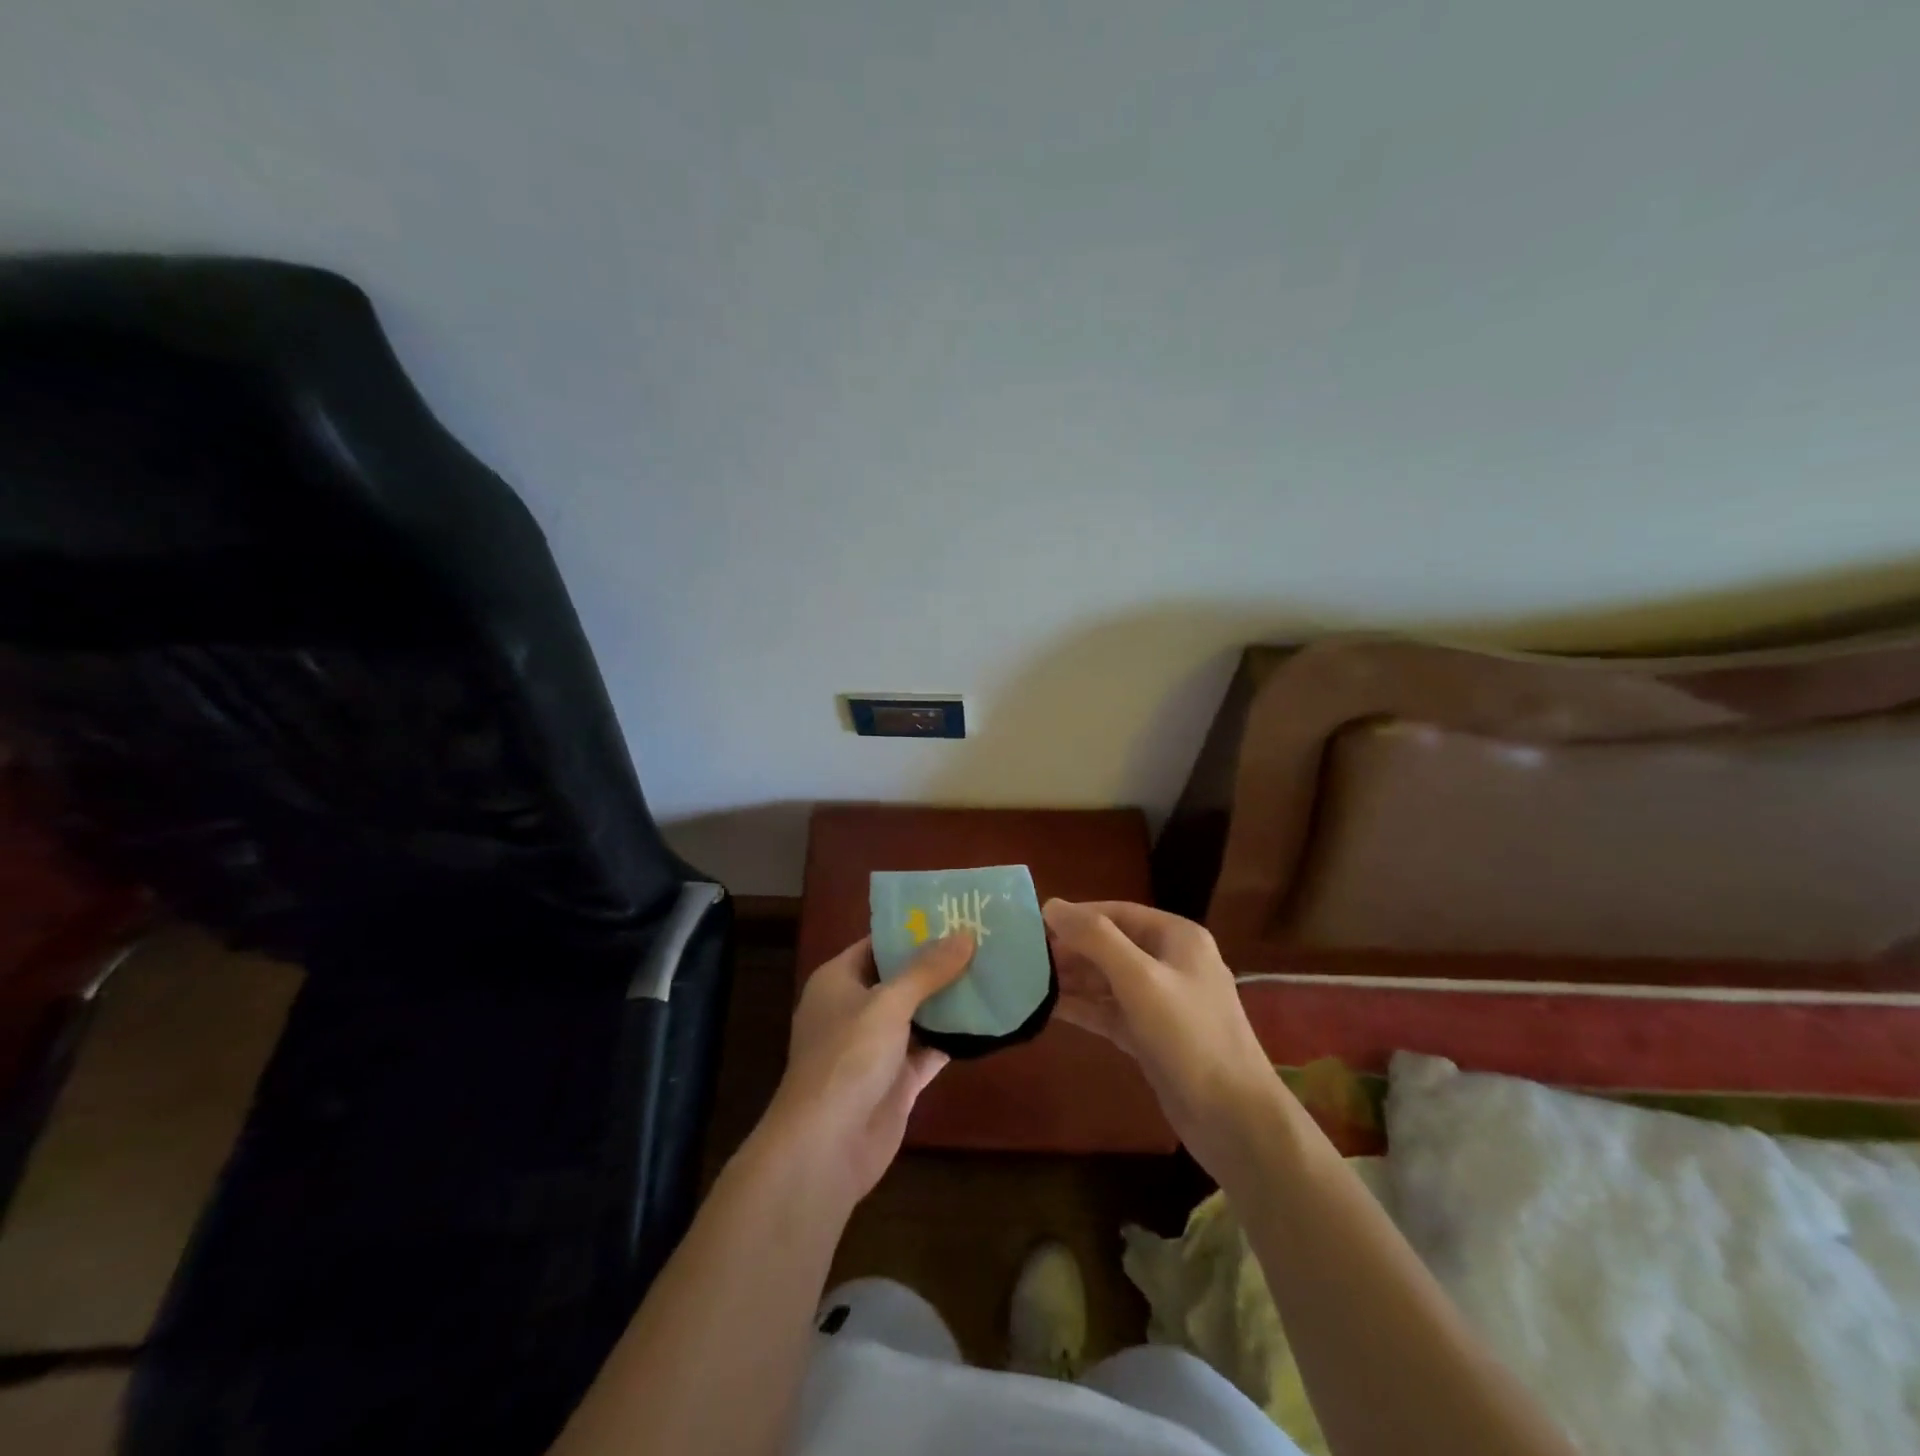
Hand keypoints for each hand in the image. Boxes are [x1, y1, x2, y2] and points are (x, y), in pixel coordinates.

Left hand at [757, 933, 973, 1207]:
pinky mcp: (897, 1079)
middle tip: (984, 940)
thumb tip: (965, 934)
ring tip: (993, 970)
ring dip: (950, 999)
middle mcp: (856, 1008)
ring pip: (919, 1013)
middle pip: (902, 977)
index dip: (914, 929)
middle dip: (939, 963)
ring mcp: (877, 1046)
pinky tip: (989, 1020)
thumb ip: (927, 970)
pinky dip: (954, 1037)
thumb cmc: (847, 1058)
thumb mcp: (888, 1003)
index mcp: (839, 980)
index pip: (879, 943)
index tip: (954, 913)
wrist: (826, 1147)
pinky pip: (930, 1048)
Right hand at [1044, 899, 1277, 1180]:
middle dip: (1072, 948)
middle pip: (1111, 944)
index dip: (1076, 916)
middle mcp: (1171, 962)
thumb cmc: (1189, 1037)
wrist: (1234, 1119)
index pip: (1117, 912)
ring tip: (1029, 980)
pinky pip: (1110, 1010)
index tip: (1034, 924)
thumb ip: (1096, 939)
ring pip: (1108, 979)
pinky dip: (1084, 1007)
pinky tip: (1050, 1007)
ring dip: (1073, 978)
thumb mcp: (1140, 979)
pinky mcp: (1152, 1035)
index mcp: (1177, 937)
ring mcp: (1162, 1001)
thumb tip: (1052, 904)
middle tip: (1026, 956)